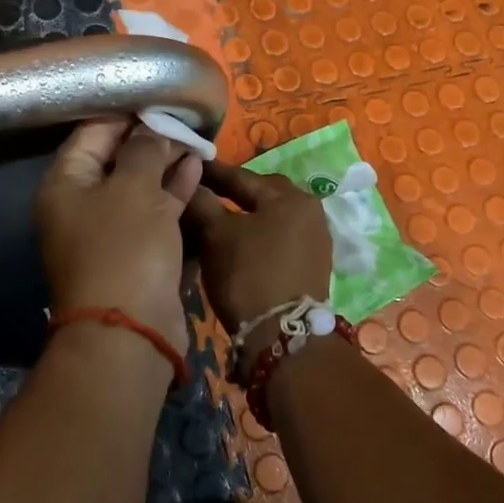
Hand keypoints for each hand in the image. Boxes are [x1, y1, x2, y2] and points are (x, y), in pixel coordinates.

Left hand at [36, 116, 203, 356]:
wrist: (131, 332)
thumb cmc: (125, 247)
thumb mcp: (135, 188)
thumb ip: (145, 150)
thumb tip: (152, 128)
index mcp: (67, 184)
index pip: (93, 133)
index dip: (126, 114)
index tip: (159, 100)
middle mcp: (82, 206)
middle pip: (117, 160)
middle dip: (151, 140)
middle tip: (184, 121)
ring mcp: (109, 233)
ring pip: (139, 187)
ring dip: (166, 166)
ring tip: (196, 142)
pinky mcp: (136, 254)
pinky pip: (154, 214)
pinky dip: (173, 194)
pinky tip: (197, 171)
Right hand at [186, 161, 333, 356]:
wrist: (282, 337)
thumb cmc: (248, 275)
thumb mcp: (216, 235)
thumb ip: (201, 203)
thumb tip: (188, 181)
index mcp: (290, 197)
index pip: (241, 176)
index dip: (210, 172)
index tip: (187, 165)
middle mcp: (310, 211)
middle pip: (260, 194)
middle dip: (230, 193)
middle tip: (201, 193)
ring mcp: (316, 240)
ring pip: (269, 217)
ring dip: (244, 216)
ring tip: (215, 220)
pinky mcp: (312, 265)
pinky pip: (278, 238)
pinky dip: (257, 236)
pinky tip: (236, 244)